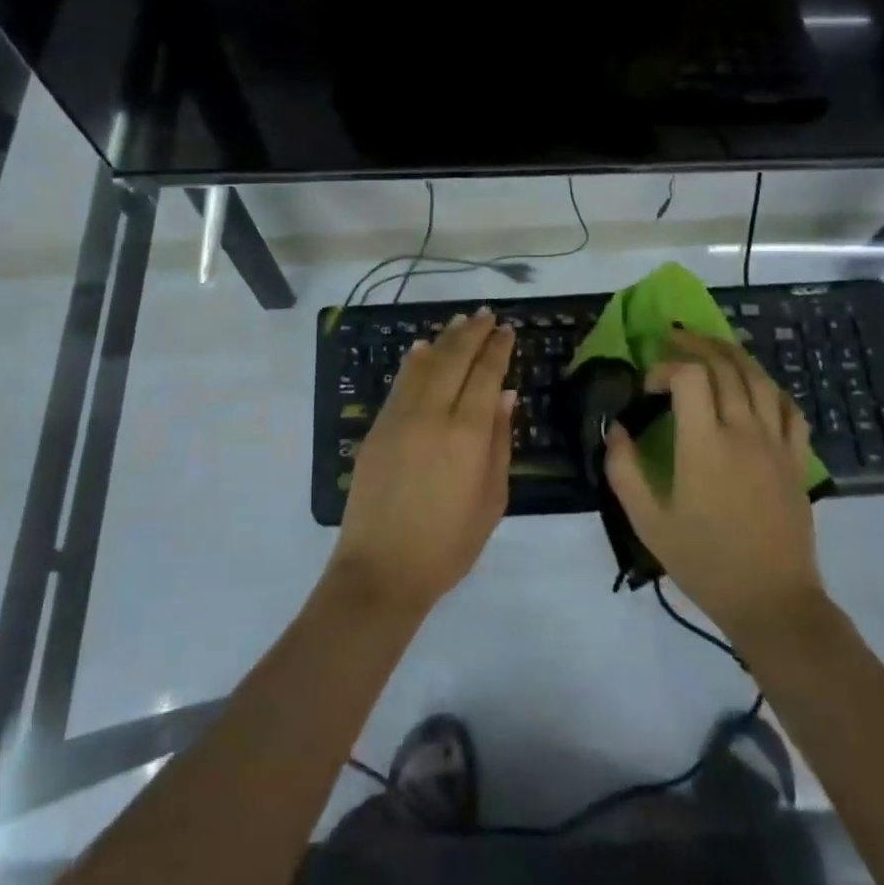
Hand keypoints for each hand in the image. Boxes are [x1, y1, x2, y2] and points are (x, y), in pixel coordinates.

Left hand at [329, 309, 515, 615]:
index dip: (497, 349)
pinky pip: (400, 383)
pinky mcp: (377, 428)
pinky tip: (423, 350)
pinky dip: (415, 362)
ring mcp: (399, 418)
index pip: (485, 375)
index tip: (506, 329)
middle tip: (486, 314)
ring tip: (459, 322)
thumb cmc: (449, 544)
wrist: (382, 570)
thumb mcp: (492, 499)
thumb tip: (506, 395)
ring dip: (444, 339)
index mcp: (467, 434)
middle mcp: (432, 414)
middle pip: (454, 359)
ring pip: (424, 364)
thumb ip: (500, 442)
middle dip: (472, 332)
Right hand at [605, 330, 825, 649]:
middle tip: (675, 340)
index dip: (666, 368)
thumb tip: (615, 428)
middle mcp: (743, 432)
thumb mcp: (647, 521)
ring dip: (733, 355)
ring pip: (759, 379)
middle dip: (697, 345)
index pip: (690, 377)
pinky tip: (757, 386)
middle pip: (726, 366)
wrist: (771, 601)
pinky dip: (770, 388)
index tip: (650, 388)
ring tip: (712, 347)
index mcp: (704, 444)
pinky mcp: (796, 460)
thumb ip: (624, 469)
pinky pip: (789, 409)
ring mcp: (775, 444)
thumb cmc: (704, 561)